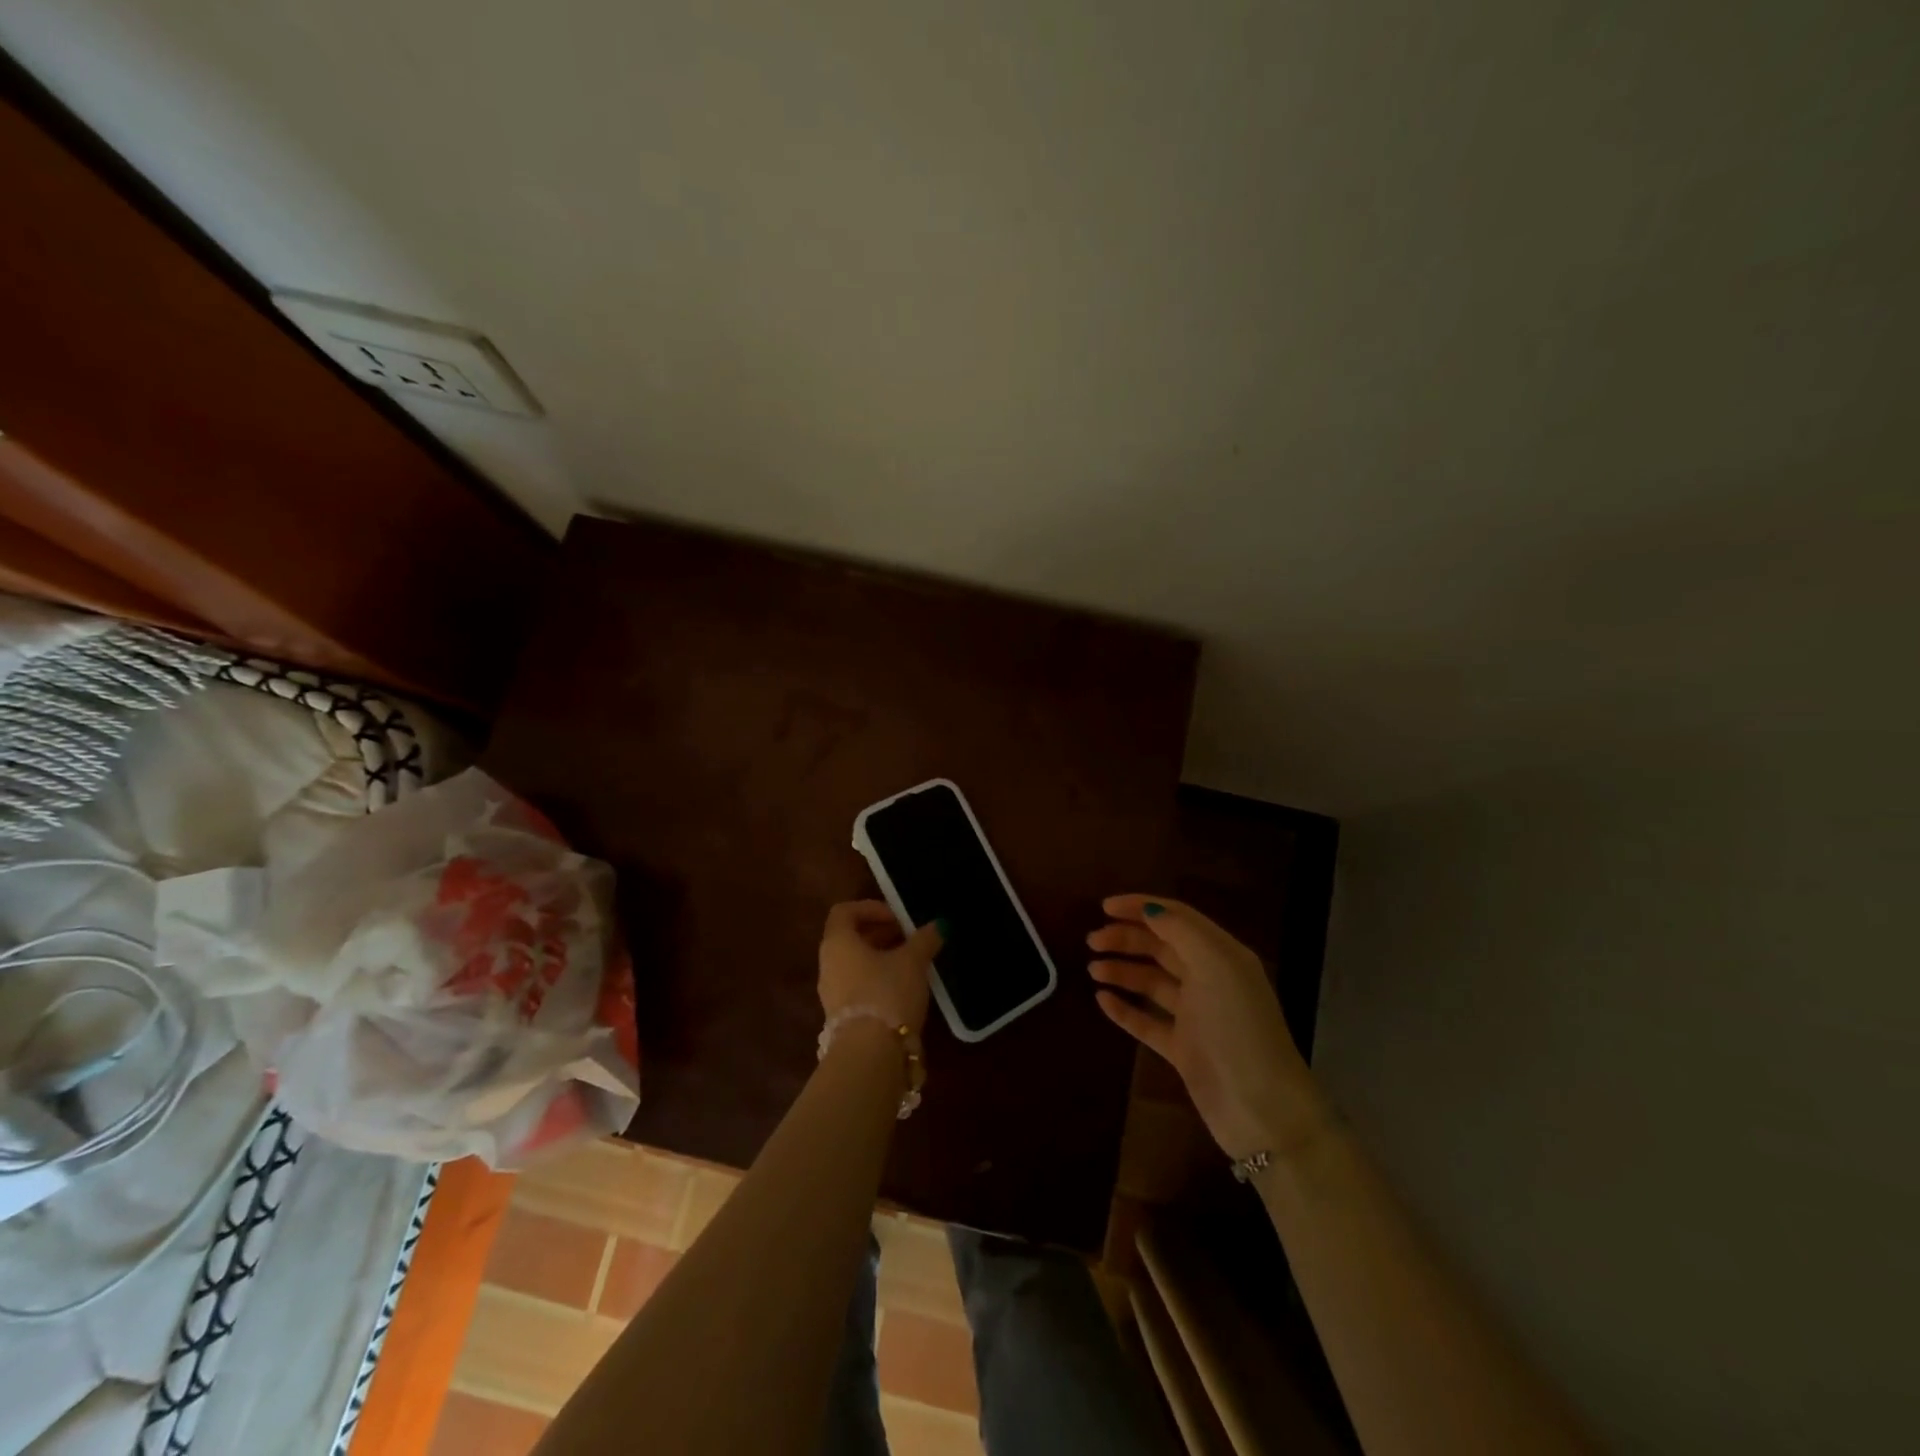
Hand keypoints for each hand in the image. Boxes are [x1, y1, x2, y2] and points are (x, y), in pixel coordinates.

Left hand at [818, 900, 940, 1034]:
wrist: (870, 1055)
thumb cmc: (887, 993)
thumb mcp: (913, 961)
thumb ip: (925, 940)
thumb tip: (939, 925)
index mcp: (838, 943)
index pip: (844, 911)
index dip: (871, 908)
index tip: (898, 918)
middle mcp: (828, 965)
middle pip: (849, 938)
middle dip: (880, 934)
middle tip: (910, 938)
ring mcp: (832, 994)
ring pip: (855, 964)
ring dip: (880, 958)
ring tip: (911, 964)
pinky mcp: (842, 1018)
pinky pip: (858, 987)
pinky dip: (878, 980)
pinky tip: (903, 990)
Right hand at [1088, 894, 1324, 1159]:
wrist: (1262, 1110)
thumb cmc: (1238, 1028)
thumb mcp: (1215, 967)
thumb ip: (1182, 932)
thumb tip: (1150, 910)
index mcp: (1221, 955)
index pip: (1177, 918)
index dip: (1141, 907)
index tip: (1104, 906)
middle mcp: (1209, 980)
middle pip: (1161, 947)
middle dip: (1126, 938)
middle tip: (1092, 941)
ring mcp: (1196, 1016)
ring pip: (1152, 982)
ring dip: (1122, 970)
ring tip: (1093, 969)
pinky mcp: (1183, 1049)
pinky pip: (1147, 1021)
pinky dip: (1125, 1008)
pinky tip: (1102, 1000)